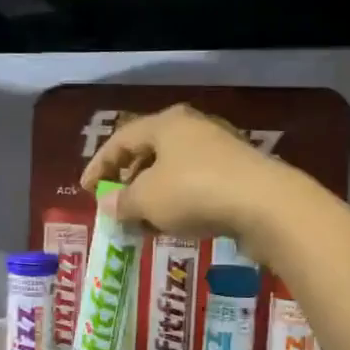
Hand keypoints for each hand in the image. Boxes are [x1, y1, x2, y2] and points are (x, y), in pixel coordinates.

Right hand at [80, 105, 296, 252]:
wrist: (265, 205)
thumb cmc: (194, 192)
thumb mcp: (147, 199)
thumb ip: (122, 201)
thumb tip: (107, 204)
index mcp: (166, 124)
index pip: (122, 139)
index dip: (99, 165)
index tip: (84, 189)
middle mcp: (193, 129)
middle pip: (150, 152)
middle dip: (129, 181)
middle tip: (117, 204)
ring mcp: (219, 150)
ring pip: (174, 171)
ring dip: (154, 196)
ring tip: (143, 222)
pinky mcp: (238, 174)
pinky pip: (196, 185)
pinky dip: (178, 203)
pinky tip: (175, 225)